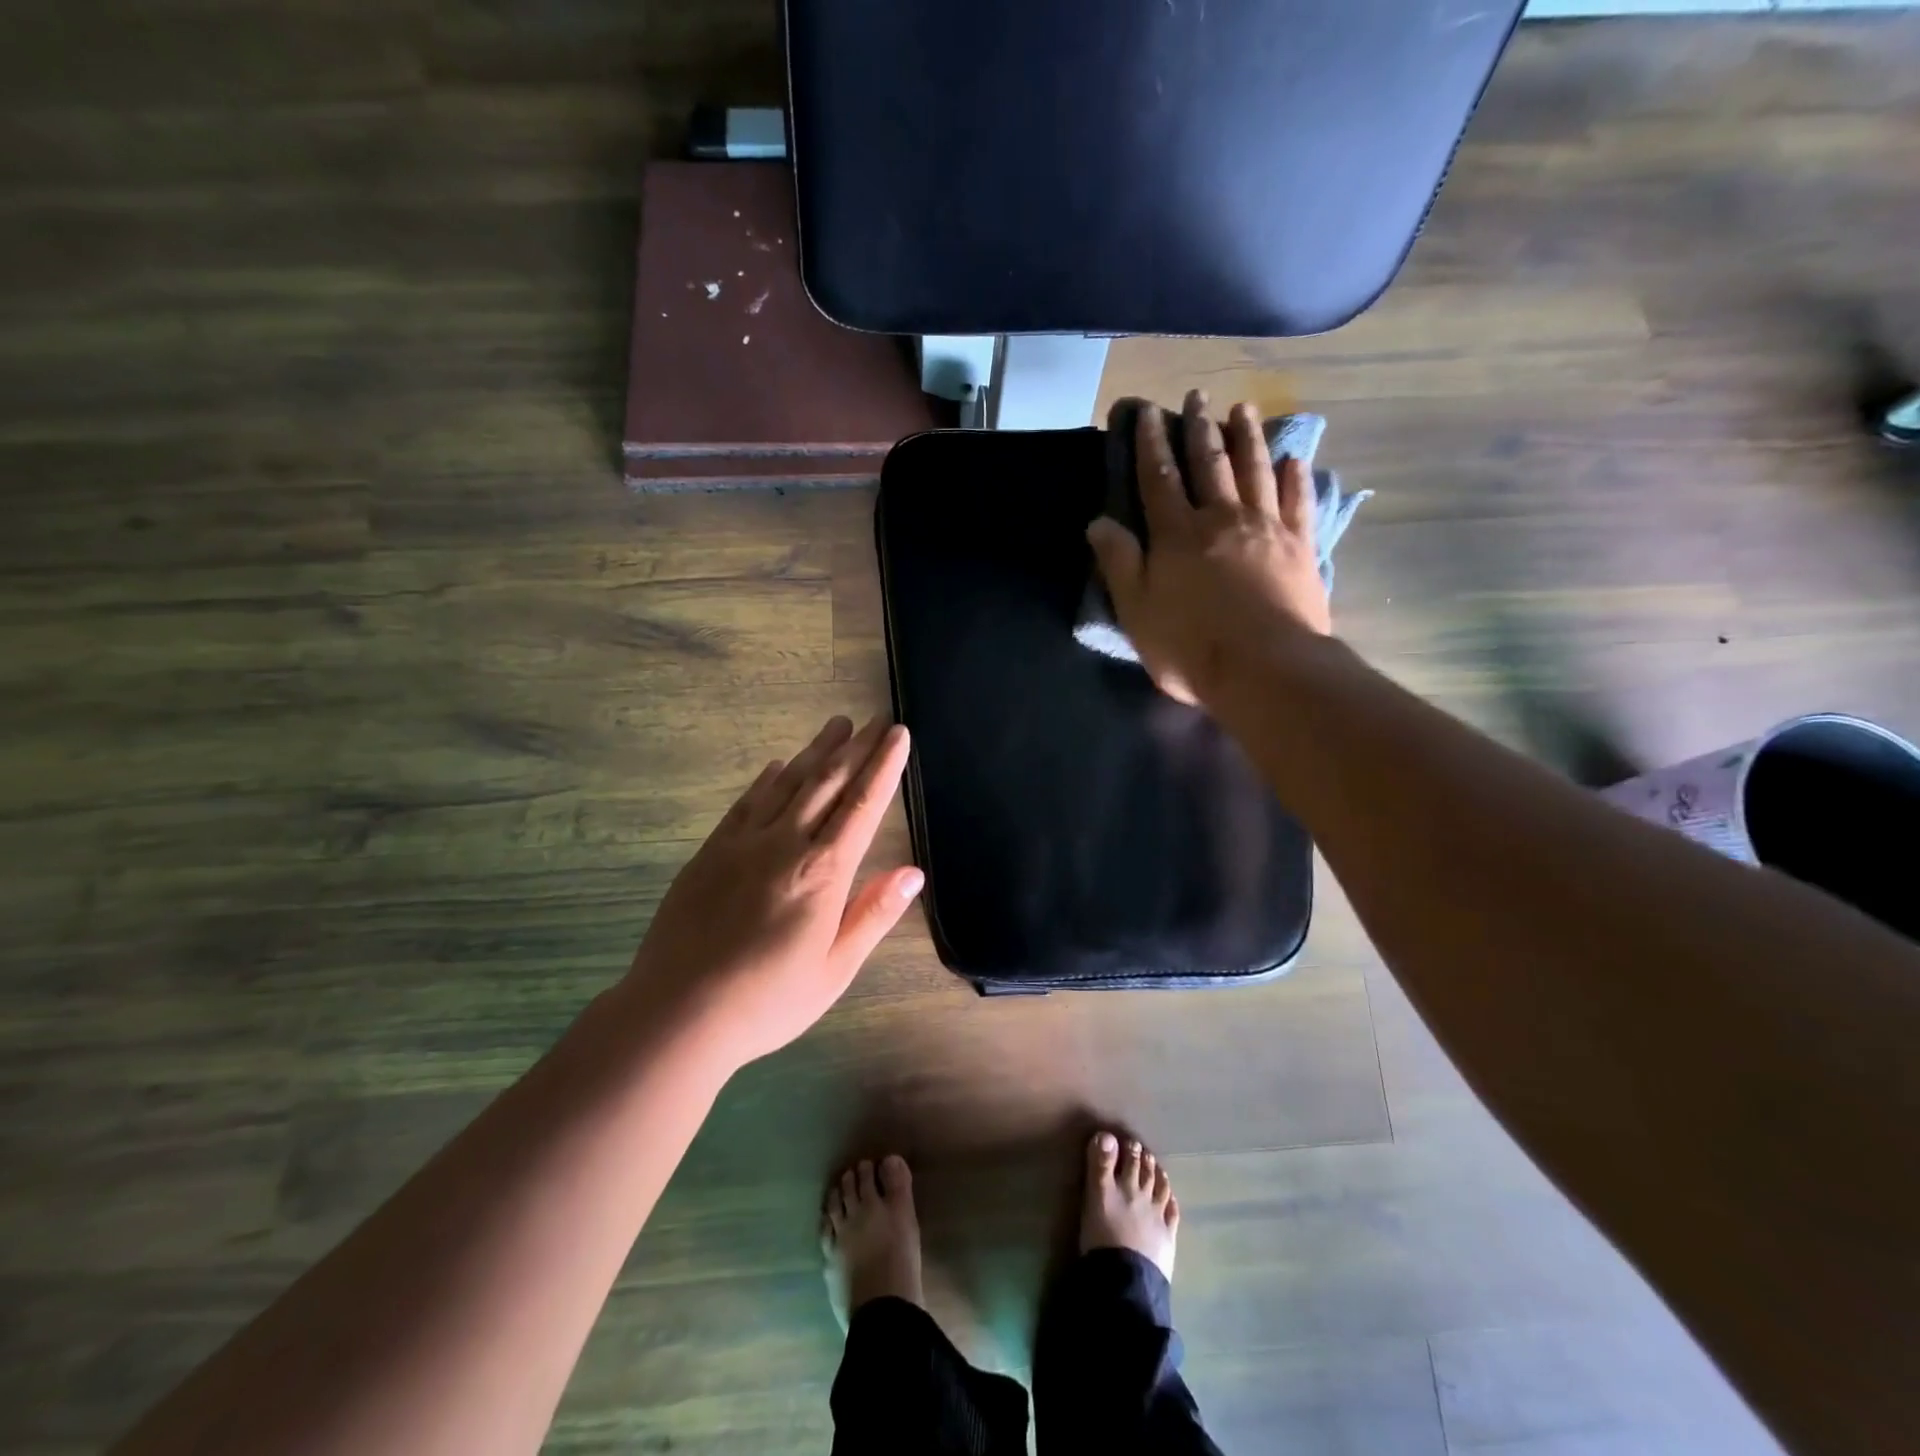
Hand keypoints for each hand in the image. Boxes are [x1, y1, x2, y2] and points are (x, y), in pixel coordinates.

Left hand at [625, 715, 920, 1065]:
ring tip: (836, 725)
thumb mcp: (834, 970)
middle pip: (828, 784)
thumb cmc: (767, 1000)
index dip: (883, 766)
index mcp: (823, 873)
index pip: (862, 805)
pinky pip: (746, 803)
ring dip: (816, 752)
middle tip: (876, 718)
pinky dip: (768, 779)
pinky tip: (778, 766)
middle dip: (856, 748)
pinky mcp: (711, 851)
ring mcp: (743, 843)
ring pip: (788, 784)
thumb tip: (913, 872)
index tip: (898, 734)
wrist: (677, 1012)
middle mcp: (786, 844)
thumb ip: (872, 914)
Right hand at [1087, 390, 1331, 706]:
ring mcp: (1267, 529)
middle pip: (1209, 463)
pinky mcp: (1301, 547)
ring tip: (1243, 409)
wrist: (1265, 669)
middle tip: (1197, 395)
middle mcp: (1222, 518)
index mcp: (1177, 534)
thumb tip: (1098, 522)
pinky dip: (1296, 477)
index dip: (1150, 444)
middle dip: (1199, 427)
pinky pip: (1299, 501)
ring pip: (1256, 470)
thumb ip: (1119, 563)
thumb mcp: (1137, 611)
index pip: (1158, 479)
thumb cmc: (1190, 646)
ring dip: (1247, 437)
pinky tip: (1295, 458)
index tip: (1147, 412)